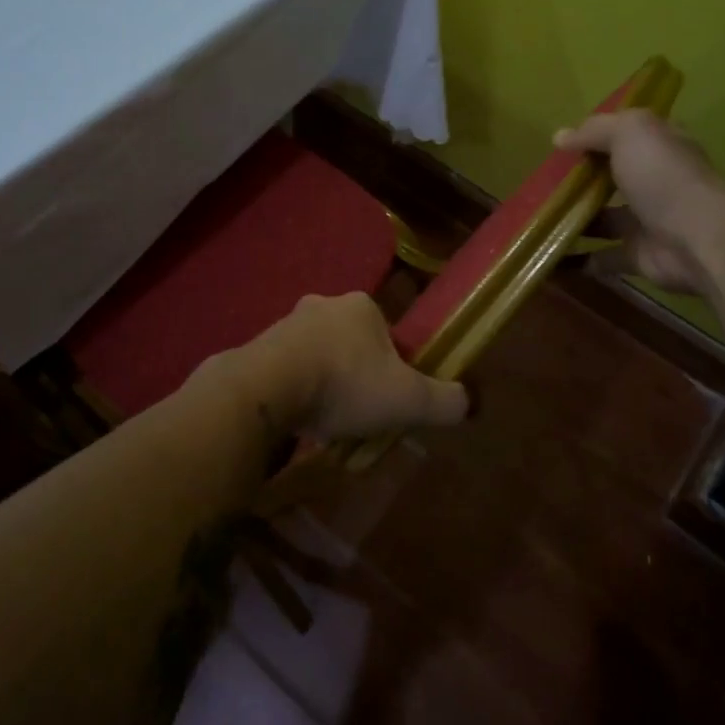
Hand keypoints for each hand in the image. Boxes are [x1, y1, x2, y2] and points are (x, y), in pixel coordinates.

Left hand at [240, 293, 468, 440]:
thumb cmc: (346, 384)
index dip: (393, 367)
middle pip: (351, 343)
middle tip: (357, 412)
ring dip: (323, 382)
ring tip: (325, 421)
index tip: (388, 398)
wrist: (269, 388)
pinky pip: (286, 370)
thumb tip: (466, 402)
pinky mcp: (258, 346)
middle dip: (356, 374)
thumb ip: (445, 401)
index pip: (387, 334)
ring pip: (317, 355)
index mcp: (362, 306)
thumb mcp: (409, 399)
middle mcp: (323, 304)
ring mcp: (286, 323)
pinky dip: (295, 390)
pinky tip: (297, 418)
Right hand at [554, 109, 724, 296]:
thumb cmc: (664, 178)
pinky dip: (578, 260)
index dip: (599, 135)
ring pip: (604, 218)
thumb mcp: (630, 133)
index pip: (629, 135)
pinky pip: (602, 257)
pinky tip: (549, 256)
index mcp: (661, 147)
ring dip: (575, 219)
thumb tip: (560, 137)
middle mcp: (656, 182)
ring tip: (538, 218)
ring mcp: (647, 221)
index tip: (563, 144)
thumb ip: (595, 130)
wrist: (696, 240)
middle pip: (614, 177)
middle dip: (582, 179)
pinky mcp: (638, 256)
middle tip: (542, 182)